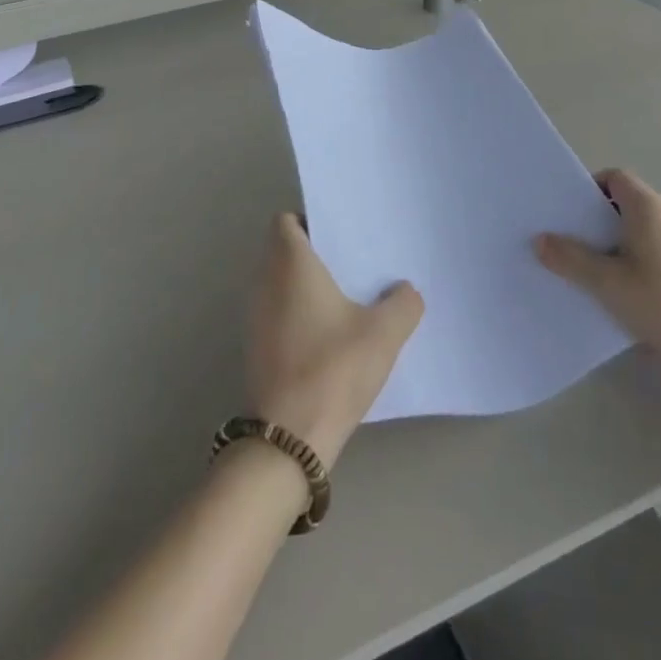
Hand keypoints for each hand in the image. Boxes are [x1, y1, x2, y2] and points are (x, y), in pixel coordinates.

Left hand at [246, 214, 423, 466]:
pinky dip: (300, 315)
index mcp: (289, 262)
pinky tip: (333, 336)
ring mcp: (255, 317)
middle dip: (317, 254)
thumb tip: (404, 291)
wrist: (289, 438)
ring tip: (350, 299)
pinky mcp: (257, 348)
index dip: (311, 222)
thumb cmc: (333, 368)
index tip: (341, 237)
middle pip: (284, 251)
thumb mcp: (384, 333)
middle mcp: (264, 282)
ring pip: (281, 284)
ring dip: (309, 287)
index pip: (286, 221)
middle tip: (355, 264)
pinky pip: (279, 313)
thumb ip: (403, 303)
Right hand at [534, 168, 660, 395]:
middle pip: (629, 203)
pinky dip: (644, 261)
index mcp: (649, 206)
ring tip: (601, 276)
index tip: (570, 215)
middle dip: (600, 222)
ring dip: (622, 245)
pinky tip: (636, 296)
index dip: (589, 190)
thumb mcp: (611, 285)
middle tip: (576, 247)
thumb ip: (573, 260)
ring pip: (647, 229)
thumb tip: (540, 239)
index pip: (614, 177)